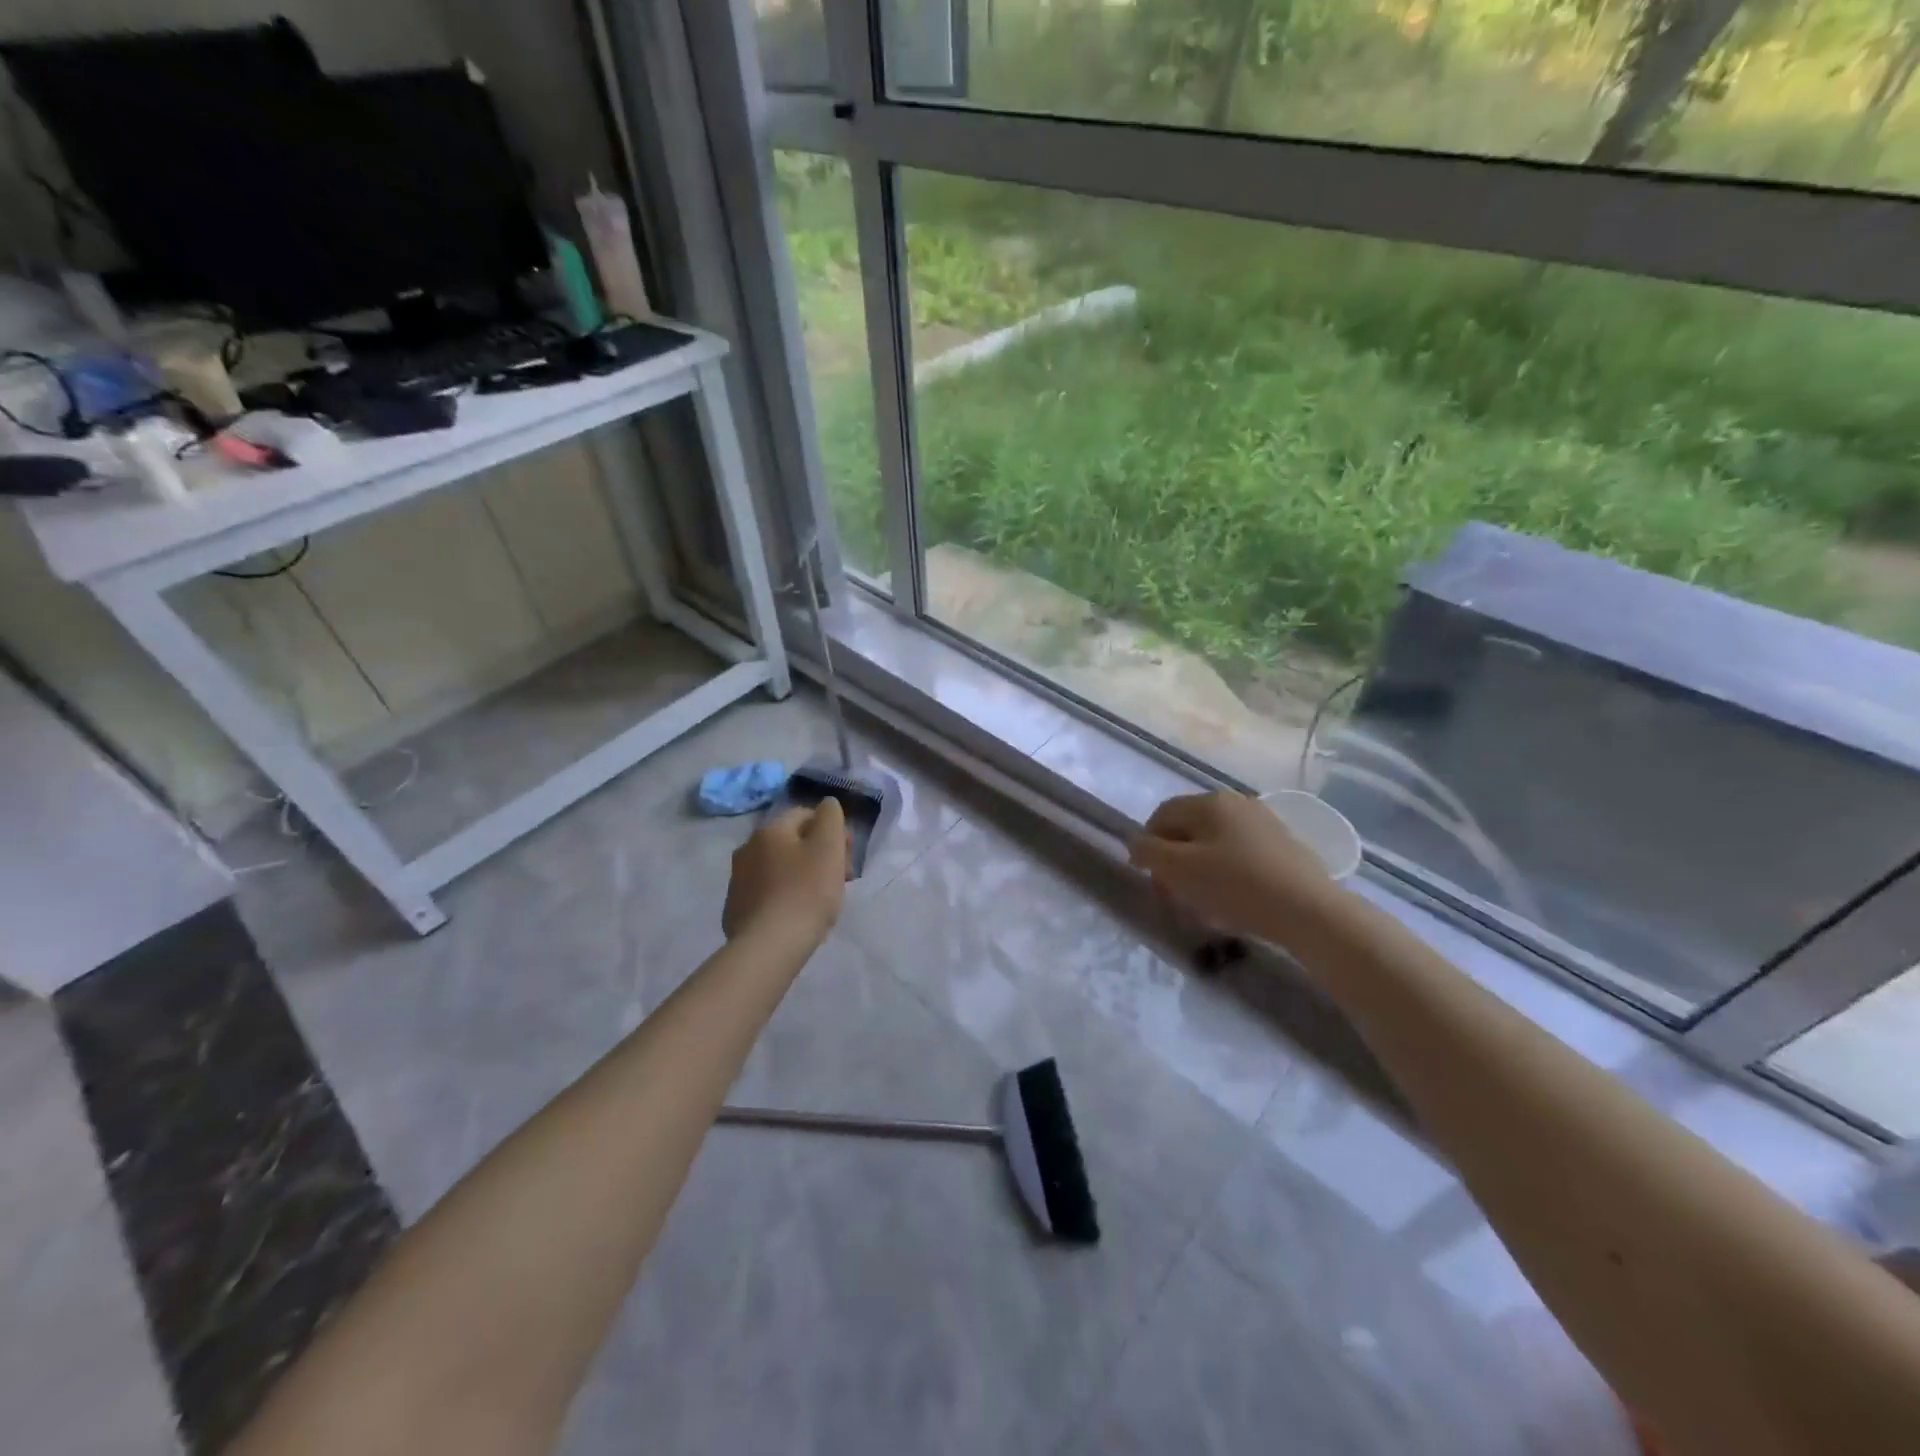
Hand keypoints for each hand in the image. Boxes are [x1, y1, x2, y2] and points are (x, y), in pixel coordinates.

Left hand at [723, 799, 848, 942]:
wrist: (769, 946)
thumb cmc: (806, 891)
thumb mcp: (828, 846)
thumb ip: (831, 816)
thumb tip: (827, 805)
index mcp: (769, 830)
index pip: (806, 815)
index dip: (833, 831)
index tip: (848, 856)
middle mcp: (747, 849)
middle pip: (793, 843)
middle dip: (818, 855)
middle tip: (840, 880)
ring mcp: (738, 881)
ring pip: (779, 869)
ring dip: (801, 876)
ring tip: (821, 902)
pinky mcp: (736, 910)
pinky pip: (768, 894)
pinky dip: (785, 898)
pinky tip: (797, 917)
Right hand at [1128, 792, 1338, 944]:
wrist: (1309, 910)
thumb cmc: (1235, 885)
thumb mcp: (1178, 870)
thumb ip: (1148, 852)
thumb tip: (1136, 842)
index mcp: (1209, 802)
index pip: (1162, 815)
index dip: (1147, 844)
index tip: (1146, 878)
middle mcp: (1237, 802)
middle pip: (1189, 828)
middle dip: (1173, 859)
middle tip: (1171, 894)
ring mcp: (1264, 822)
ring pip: (1215, 842)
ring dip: (1198, 868)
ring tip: (1200, 901)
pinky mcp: (1284, 846)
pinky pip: (1240, 854)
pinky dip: (1226, 872)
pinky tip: (1232, 899)